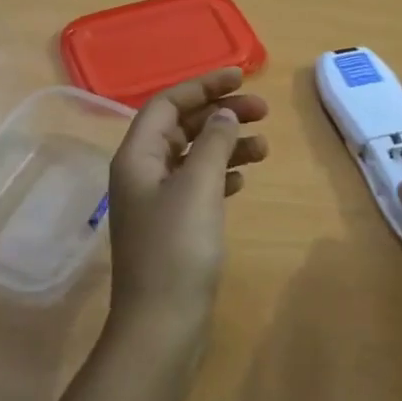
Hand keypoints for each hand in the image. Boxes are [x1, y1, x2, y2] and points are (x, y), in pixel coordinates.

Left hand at [104, 68, 268, 361]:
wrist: (162, 324)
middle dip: (220, 113)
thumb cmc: (177, 249)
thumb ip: (213, 142)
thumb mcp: (198, 187)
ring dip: (226, 145)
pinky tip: (244, 179)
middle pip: (181, 127)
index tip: (242, 76)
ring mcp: (156, 201)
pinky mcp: (173, 226)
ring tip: (264, 147)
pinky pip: (198, 185)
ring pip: (193, 156)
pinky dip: (221, 174)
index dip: (203, 85)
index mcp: (137, 156)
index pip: (167, 104)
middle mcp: (142, 173)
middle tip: (263, 110)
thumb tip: (224, 112)